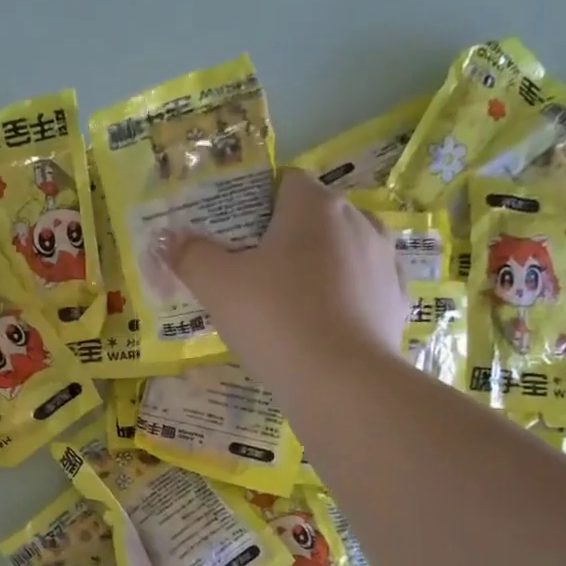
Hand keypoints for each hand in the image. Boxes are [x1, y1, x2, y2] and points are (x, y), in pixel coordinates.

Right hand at [170, 169, 407, 373]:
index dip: (254, 205)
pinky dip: (341, 299)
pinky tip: (320, 327)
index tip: (233, 239)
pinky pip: (361, 288)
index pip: (283, 182)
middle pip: (312, 218)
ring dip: (315, 268)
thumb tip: (169, 239)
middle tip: (250, 276)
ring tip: (286, 305)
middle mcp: (359, 221)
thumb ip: (190, 255)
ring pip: (340, 252)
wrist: (342, 383)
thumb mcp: (216, 286)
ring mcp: (384, 261)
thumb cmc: (275, 320)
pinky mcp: (396, 301)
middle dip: (283, 239)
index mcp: (315, 206)